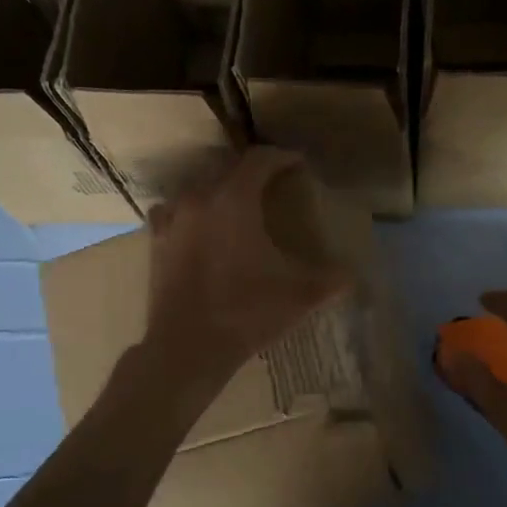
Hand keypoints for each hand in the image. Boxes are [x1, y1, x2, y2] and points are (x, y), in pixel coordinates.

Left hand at [141, 148, 350, 393]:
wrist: (187, 348)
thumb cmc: (246, 313)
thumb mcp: (300, 296)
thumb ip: (331, 280)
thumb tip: (351, 275)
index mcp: (234, 200)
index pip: (260, 160)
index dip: (282, 157)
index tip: (298, 164)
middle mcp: (199, 198)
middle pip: (228, 168)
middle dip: (253, 172)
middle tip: (274, 185)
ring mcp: (172, 219)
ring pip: (199, 187)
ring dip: (221, 189)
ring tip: (239, 205)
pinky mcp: (155, 241)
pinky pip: (174, 210)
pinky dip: (191, 210)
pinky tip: (200, 227)